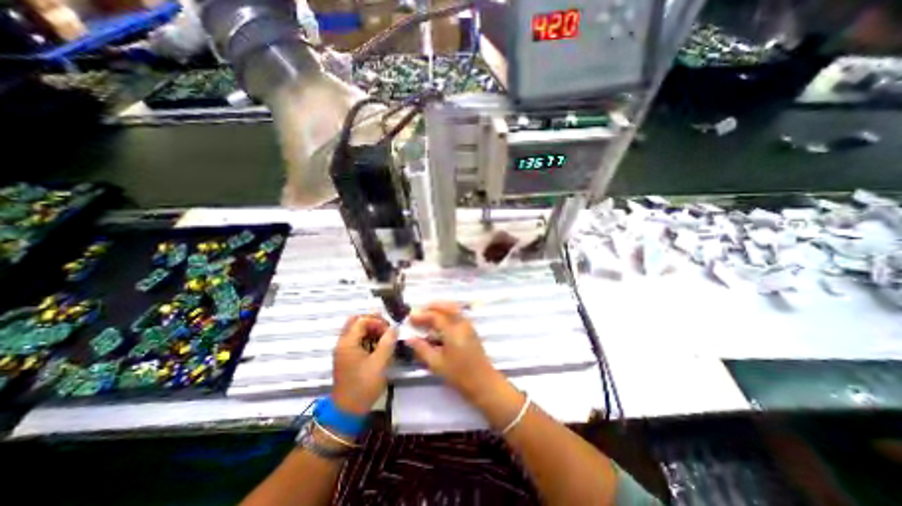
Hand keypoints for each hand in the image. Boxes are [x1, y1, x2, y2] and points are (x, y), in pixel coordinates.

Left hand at [332, 315, 395, 415]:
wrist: (347, 411)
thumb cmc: (364, 386)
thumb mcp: (380, 363)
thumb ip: (388, 342)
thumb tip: (395, 328)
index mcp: (347, 342)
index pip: (362, 320)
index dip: (377, 321)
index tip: (389, 331)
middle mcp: (342, 343)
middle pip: (356, 321)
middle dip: (373, 321)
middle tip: (386, 328)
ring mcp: (343, 350)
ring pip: (356, 330)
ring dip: (370, 330)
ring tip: (385, 337)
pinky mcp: (347, 357)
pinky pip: (356, 339)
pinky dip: (368, 338)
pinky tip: (379, 346)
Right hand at [406, 302, 504, 405]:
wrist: (483, 382)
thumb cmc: (459, 375)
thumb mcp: (437, 364)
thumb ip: (422, 349)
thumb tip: (409, 338)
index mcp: (453, 330)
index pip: (435, 316)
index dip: (422, 315)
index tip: (410, 318)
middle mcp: (462, 323)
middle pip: (447, 306)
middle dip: (432, 306)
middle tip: (419, 312)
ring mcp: (468, 325)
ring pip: (454, 309)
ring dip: (440, 308)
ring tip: (427, 315)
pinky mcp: (471, 330)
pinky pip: (458, 314)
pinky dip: (447, 313)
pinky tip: (439, 322)